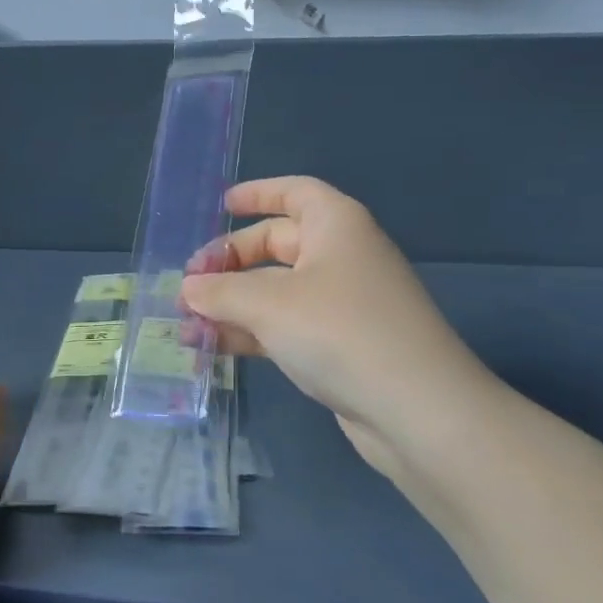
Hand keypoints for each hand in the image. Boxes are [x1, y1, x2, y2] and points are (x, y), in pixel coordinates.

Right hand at [180, 177, 491, 475]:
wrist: (416, 410)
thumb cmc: (340, 331)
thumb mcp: (270, 304)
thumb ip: (221, 291)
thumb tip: (187, 288)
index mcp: (336, 225)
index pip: (294, 192)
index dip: (258, 194)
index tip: (220, 205)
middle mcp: (341, 256)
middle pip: (277, 244)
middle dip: (230, 262)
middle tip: (188, 286)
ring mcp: (342, 304)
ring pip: (276, 291)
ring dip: (232, 304)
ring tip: (186, 325)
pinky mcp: (339, 345)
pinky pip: (286, 326)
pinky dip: (251, 332)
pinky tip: (213, 347)